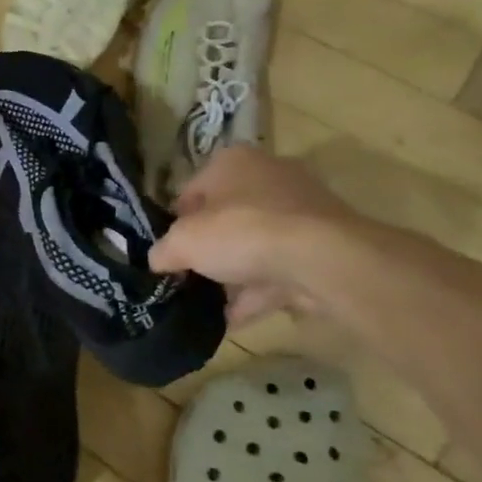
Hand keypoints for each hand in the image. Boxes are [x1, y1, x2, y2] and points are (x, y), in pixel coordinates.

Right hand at [148, 147, 360, 326]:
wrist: (322, 260)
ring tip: (207, 304)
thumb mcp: (183, 242)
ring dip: (232, 275)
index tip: (168, 250)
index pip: (191, 190)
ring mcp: (301, 212)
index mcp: (232, 162)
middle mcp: (268, 177)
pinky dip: (257, 293)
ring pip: (254, 245)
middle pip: (225, 217)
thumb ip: (163, 251)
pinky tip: (232, 319)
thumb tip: (159, 261)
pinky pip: (279, 270)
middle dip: (207, 248)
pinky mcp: (322, 246)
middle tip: (188, 275)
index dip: (175, 222)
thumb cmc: (242, 232)